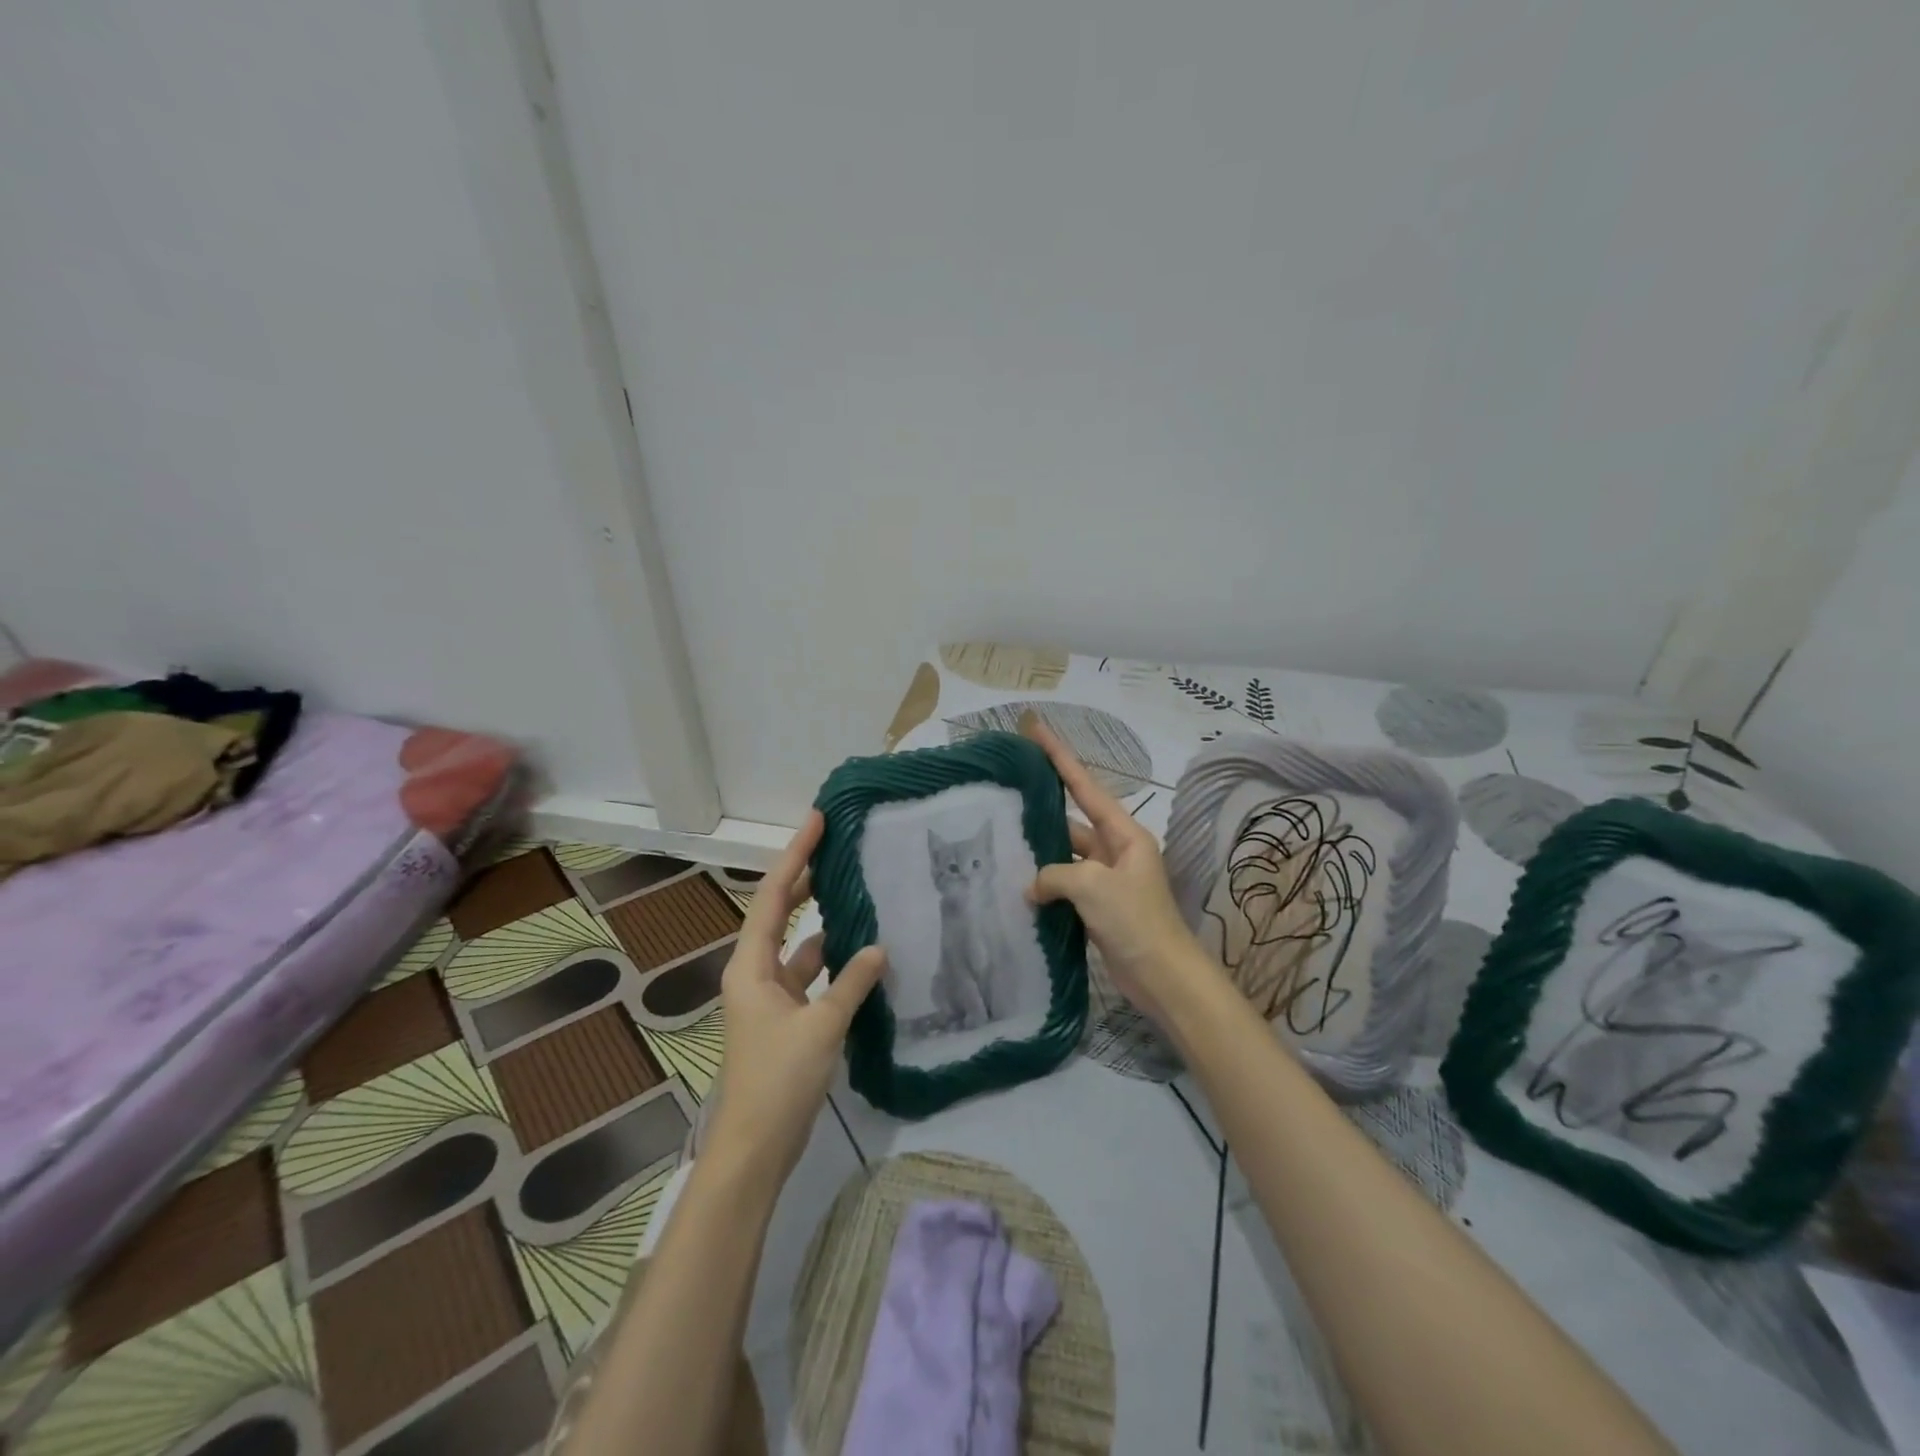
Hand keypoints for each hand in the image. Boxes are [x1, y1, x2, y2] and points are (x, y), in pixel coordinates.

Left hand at [706, 812, 886, 1186]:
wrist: (755, 1148)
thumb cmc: (779, 1080)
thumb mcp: (821, 1026)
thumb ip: (852, 983)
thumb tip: (879, 947)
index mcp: (751, 965)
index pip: (773, 895)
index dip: (795, 855)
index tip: (817, 821)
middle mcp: (755, 972)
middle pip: (779, 912)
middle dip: (805, 879)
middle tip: (838, 847)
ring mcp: (770, 996)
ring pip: (799, 945)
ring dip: (824, 923)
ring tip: (858, 894)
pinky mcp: (786, 1019)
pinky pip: (810, 975)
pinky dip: (833, 963)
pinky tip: (862, 956)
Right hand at [1023, 719, 1218, 1025]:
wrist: (1163, 977)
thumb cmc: (1136, 921)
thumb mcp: (1093, 886)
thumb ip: (1055, 874)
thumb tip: (1034, 886)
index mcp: (1124, 833)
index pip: (1084, 785)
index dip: (1058, 756)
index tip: (1035, 728)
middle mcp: (1116, 849)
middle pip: (1073, 819)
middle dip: (1042, 807)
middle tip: (1005, 791)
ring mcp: (1106, 879)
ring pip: (1065, 855)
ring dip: (1040, 852)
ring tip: (1000, 838)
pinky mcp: (1098, 907)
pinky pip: (1065, 885)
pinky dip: (1045, 884)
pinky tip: (1016, 883)